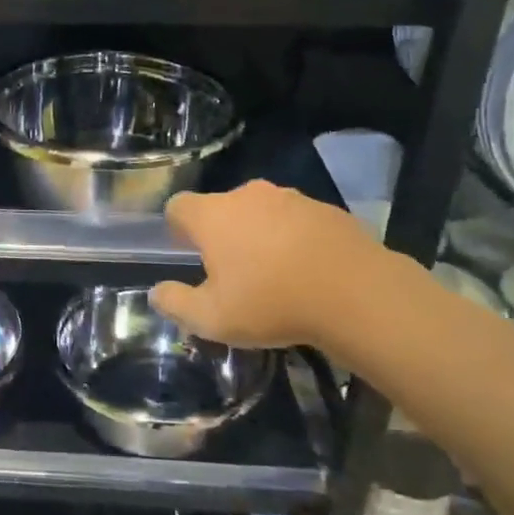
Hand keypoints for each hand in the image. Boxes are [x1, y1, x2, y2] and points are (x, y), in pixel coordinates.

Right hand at [149, 180, 425, 362]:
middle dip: (220, 232)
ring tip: (273, 273)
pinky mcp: (327, 209)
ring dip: (259, 234)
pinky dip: (294, 238)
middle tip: (231, 270)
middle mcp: (248, 195)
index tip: (187, 252)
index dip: (177, 228)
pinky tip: (307, 271)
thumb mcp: (211, 318)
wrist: (356, 294)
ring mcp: (291, 198)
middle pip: (221, 207)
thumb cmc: (271, 303)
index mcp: (213, 215)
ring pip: (261, 211)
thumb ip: (175, 303)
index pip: (178, 206)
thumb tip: (156, 292)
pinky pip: (297, 221)